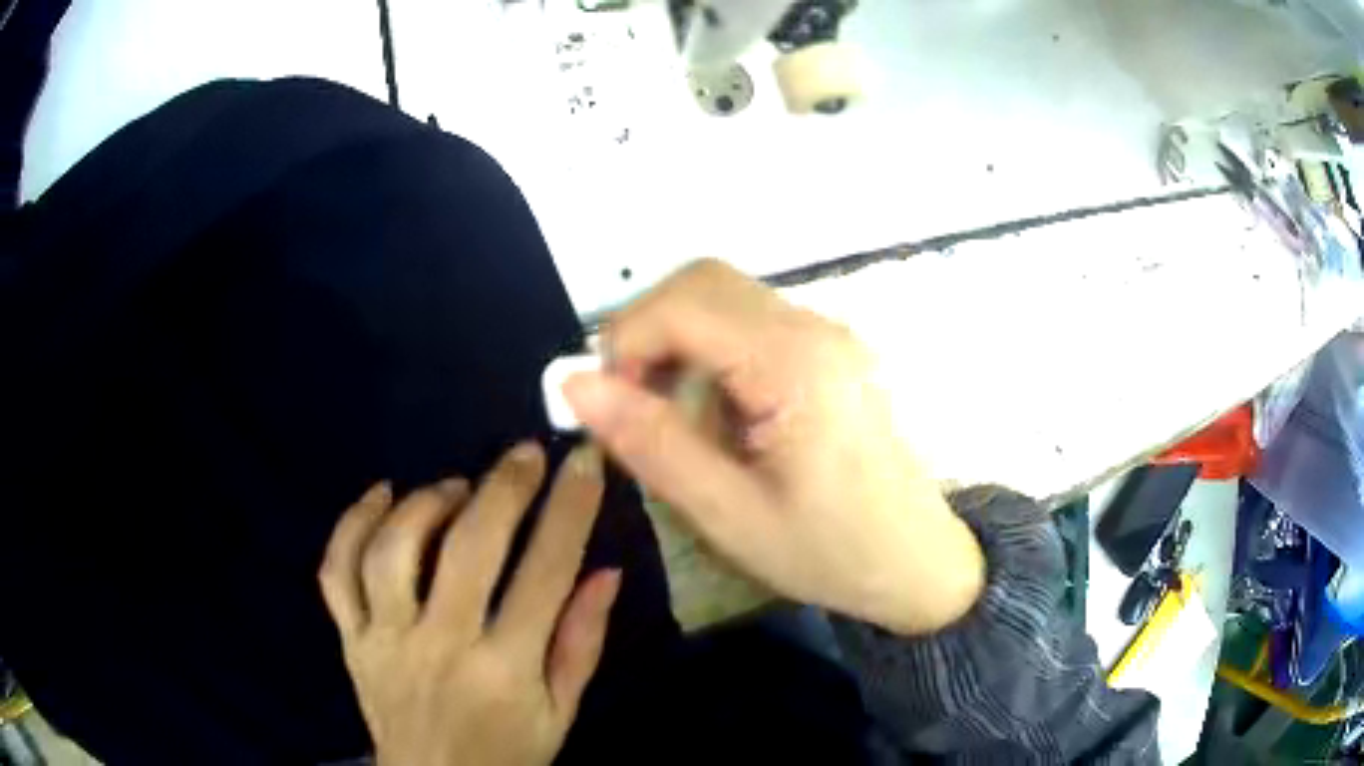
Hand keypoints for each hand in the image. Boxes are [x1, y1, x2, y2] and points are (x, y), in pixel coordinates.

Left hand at [318, 443, 619, 765]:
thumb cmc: (509, 753)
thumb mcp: (562, 712)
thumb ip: (581, 642)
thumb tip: (606, 570)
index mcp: (505, 671)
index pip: (544, 574)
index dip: (568, 511)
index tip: (583, 462)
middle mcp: (440, 647)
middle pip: (466, 549)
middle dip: (502, 488)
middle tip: (524, 454)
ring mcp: (385, 641)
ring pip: (392, 551)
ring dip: (426, 503)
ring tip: (456, 486)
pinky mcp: (351, 641)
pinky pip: (336, 572)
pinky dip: (351, 524)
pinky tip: (381, 494)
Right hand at [564, 260, 982, 635]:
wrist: (918, 562)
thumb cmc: (829, 551)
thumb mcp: (728, 514)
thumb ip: (651, 442)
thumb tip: (573, 383)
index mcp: (794, 363)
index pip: (682, 303)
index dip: (623, 342)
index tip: (604, 405)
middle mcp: (814, 328)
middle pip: (703, 282)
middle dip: (646, 331)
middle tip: (630, 403)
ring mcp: (827, 334)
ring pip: (724, 297)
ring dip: (676, 340)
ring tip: (669, 415)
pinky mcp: (830, 351)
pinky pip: (751, 324)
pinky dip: (709, 351)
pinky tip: (713, 413)